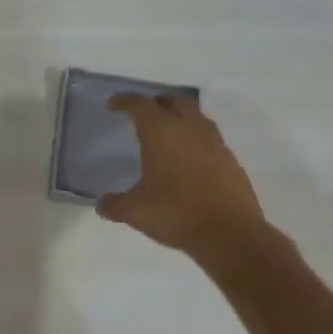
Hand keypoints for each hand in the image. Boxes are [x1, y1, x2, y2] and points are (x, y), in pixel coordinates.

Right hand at [97, 93, 271, 258]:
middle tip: (143, 114)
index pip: (140, 105)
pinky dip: (195, 140)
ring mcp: (215, 143)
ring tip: (166, 134)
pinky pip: (209, 138)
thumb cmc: (176, 214)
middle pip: (174, 100)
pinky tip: (188, 160)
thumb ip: (114, 204)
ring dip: (180, 117)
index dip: (124, 101)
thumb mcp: (135, 212)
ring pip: (196, 116)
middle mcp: (190, 129)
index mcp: (161, 133)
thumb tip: (101, 204)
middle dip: (157, 102)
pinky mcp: (231, 160)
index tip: (113, 105)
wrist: (230, 234)